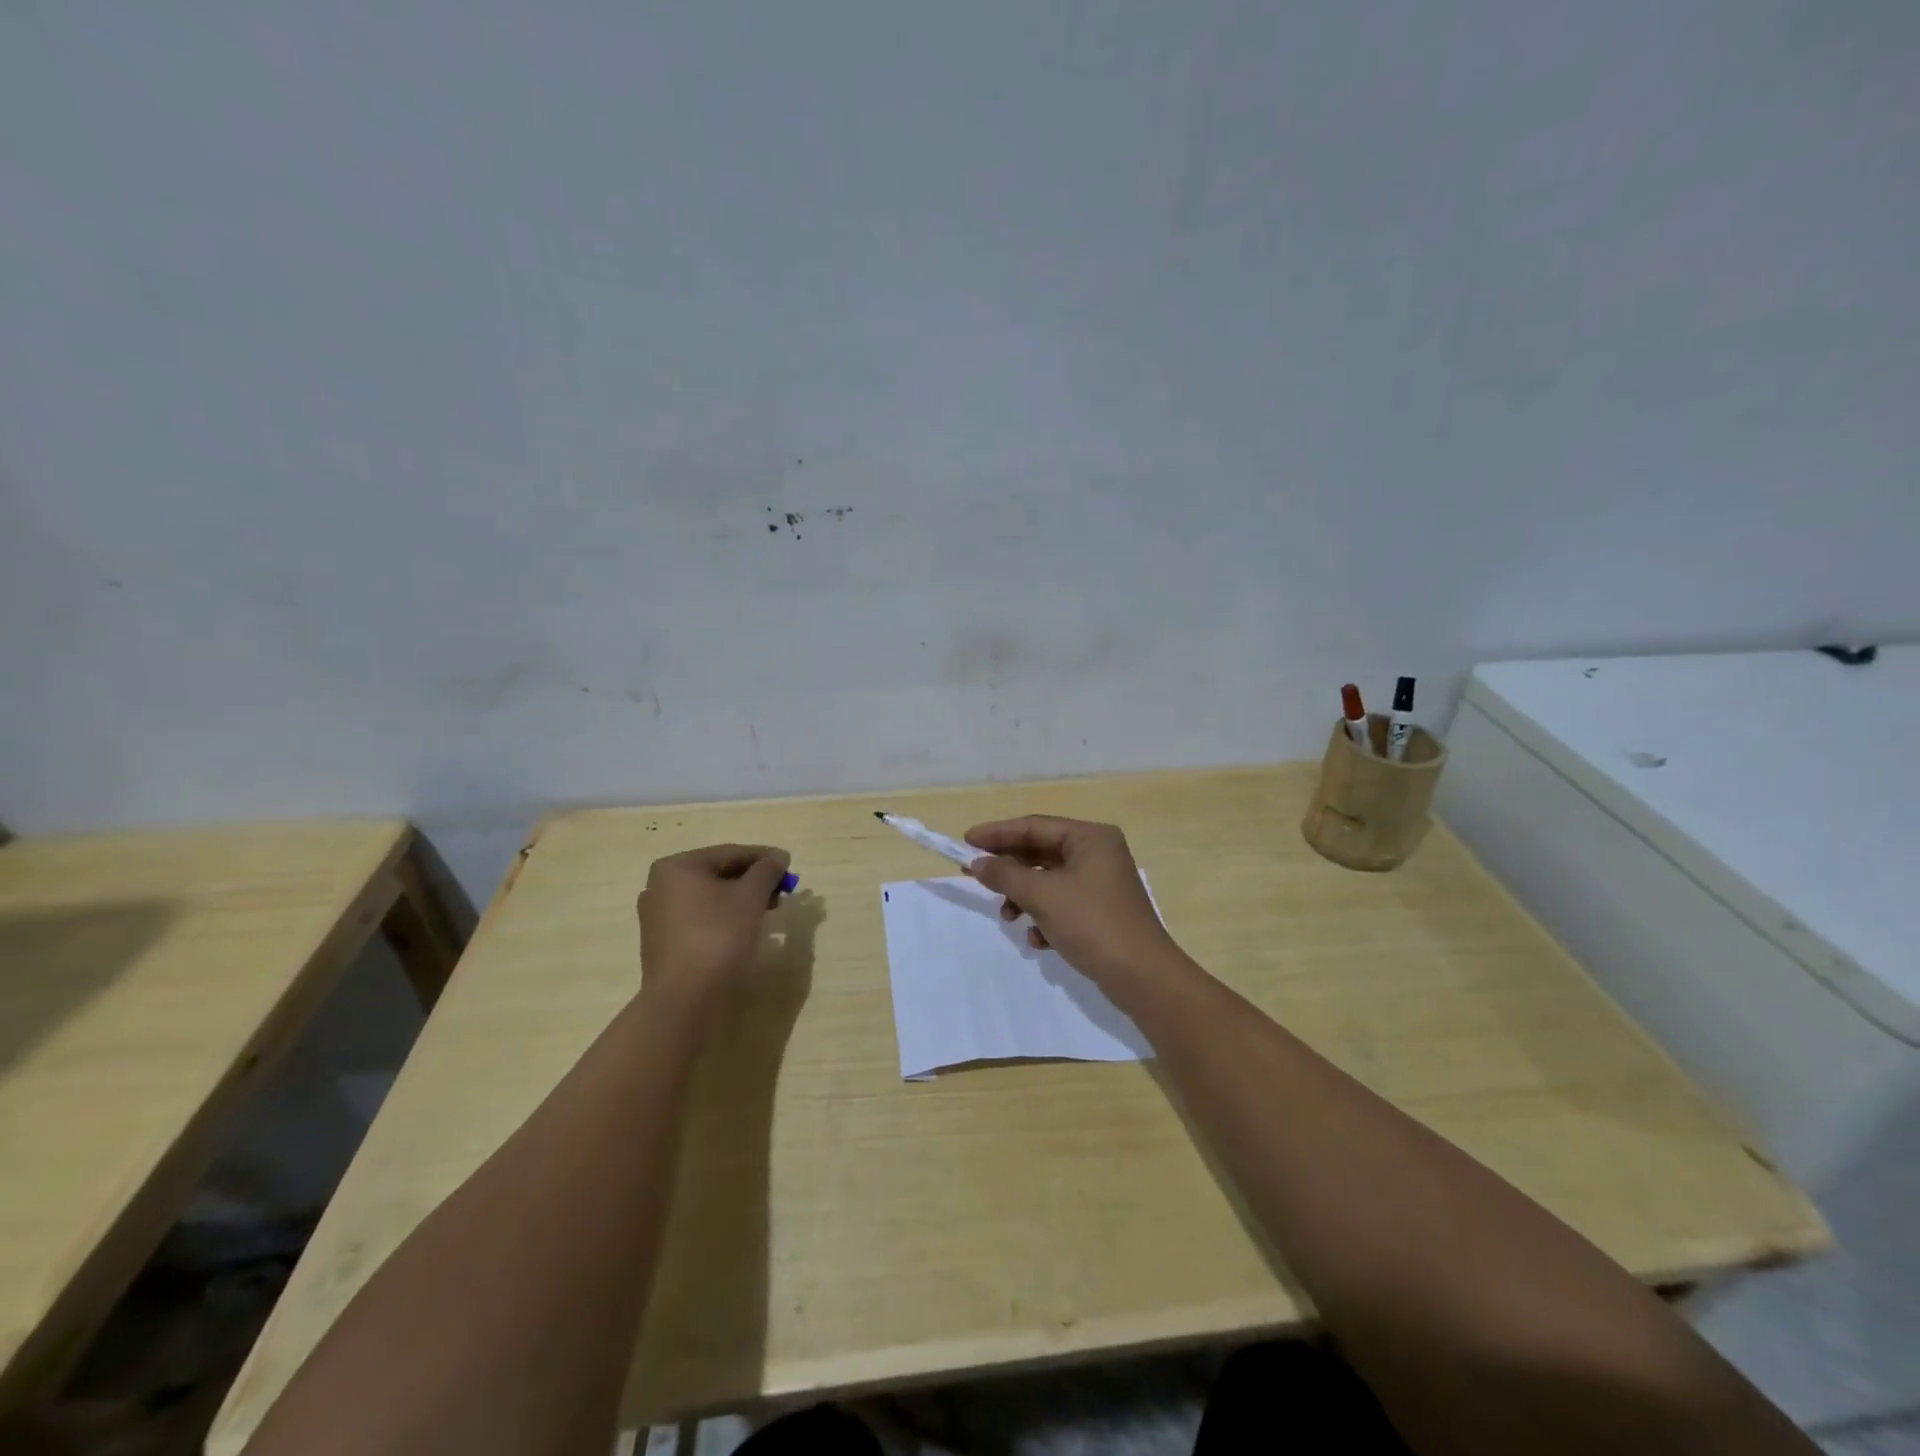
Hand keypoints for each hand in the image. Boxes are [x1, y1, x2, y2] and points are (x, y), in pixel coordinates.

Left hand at [637, 844, 791, 1016]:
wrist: (685, 1000)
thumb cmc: (718, 937)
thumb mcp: (750, 897)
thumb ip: (767, 870)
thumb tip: (779, 855)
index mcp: (677, 867)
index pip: (729, 853)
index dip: (763, 858)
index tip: (788, 866)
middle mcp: (660, 886)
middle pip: (718, 874)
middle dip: (752, 881)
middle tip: (782, 891)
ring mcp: (658, 916)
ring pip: (710, 898)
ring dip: (741, 900)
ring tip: (768, 911)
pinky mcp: (663, 943)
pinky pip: (700, 919)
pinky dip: (724, 918)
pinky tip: (745, 929)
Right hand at [964, 816, 1181, 985]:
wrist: (1143, 977)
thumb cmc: (1092, 924)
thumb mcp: (1043, 896)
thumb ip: (1006, 875)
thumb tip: (978, 863)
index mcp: (1090, 838)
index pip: (1034, 826)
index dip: (998, 833)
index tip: (966, 841)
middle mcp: (1098, 854)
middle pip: (1041, 852)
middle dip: (1009, 869)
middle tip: (975, 876)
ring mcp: (1101, 884)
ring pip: (1049, 881)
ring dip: (1024, 897)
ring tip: (1007, 916)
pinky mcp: (1101, 912)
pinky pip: (1062, 904)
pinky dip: (1044, 917)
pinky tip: (1037, 940)